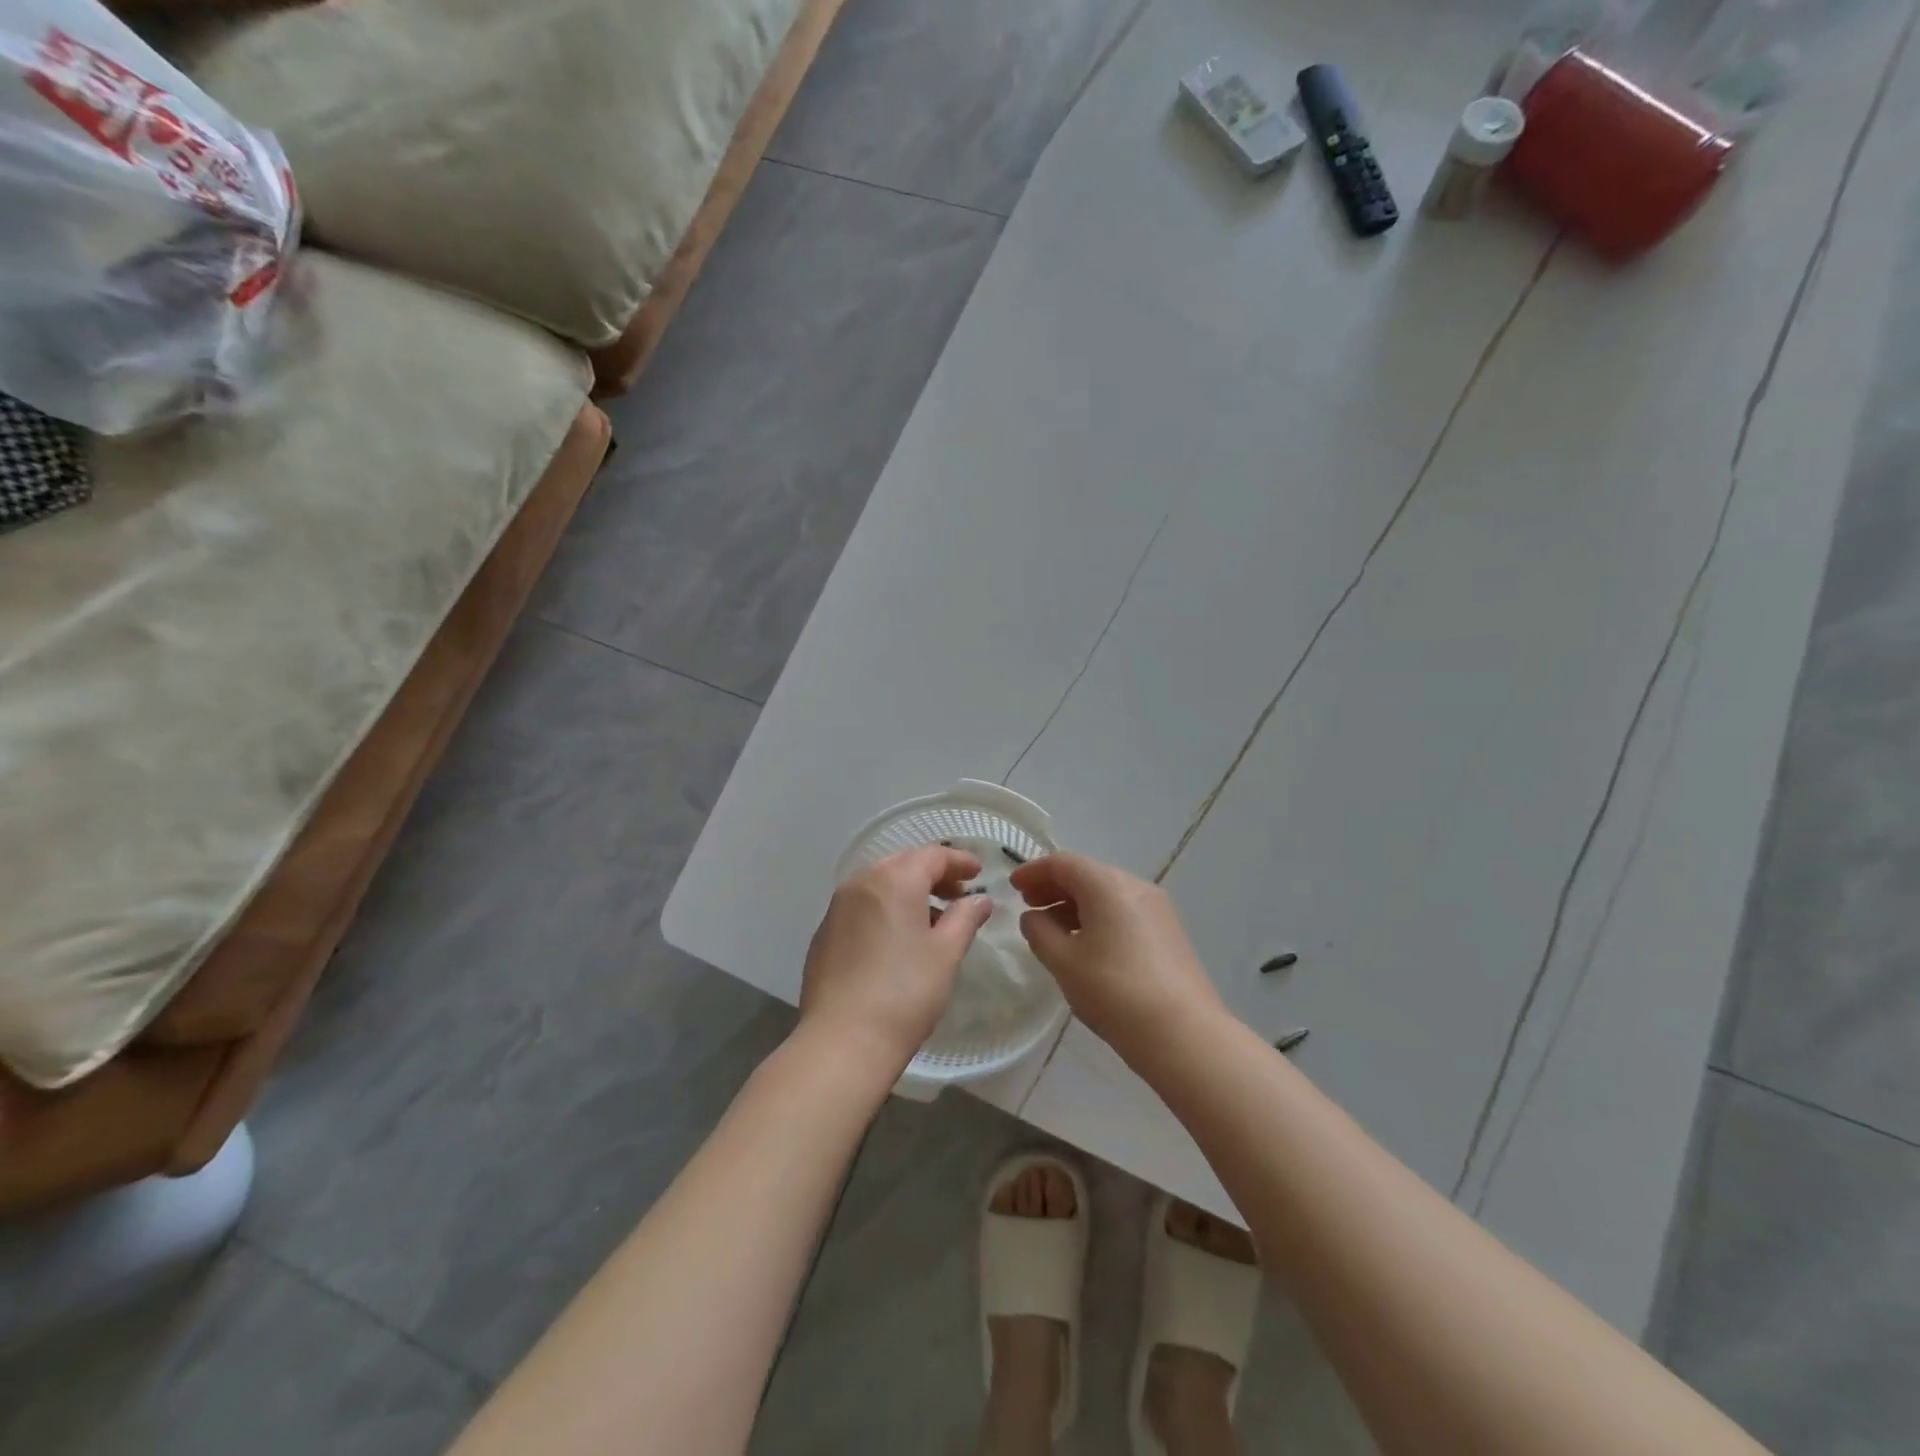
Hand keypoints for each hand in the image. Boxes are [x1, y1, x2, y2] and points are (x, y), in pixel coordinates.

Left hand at [798, 845, 994, 1075]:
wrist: (843, 1040)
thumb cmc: (905, 992)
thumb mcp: (946, 953)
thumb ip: (965, 918)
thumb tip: (979, 900)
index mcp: (894, 880)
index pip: (932, 856)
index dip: (959, 861)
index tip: (978, 873)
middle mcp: (861, 883)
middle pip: (903, 864)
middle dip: (933, 874)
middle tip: (958, 895)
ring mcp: (837, 908)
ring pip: (879, 885)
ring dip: (908, 893)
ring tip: (932, 920)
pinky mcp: (824, 934)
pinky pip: (861, 907)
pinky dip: (884, 910)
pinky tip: (897, 940)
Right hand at [1009, 852, 1226, 1063]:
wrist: (1184, 1034)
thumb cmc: (1114, 991)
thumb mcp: (1064, 962)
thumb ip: (1039, 932)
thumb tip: (1033, 917)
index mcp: (1108, 885)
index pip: (1063, 863)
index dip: (1033, 871)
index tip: (1012, 887)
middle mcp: (1135, 886)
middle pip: (1087, 874)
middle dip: (1054, 887)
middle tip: (1029, 907)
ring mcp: (1157, 909)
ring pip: (1106, 894)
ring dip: (1075, 904)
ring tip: (1052, 929)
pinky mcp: (1168, 933)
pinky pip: (1124, 911)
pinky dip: (1097, 917)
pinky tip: (1086, 944)